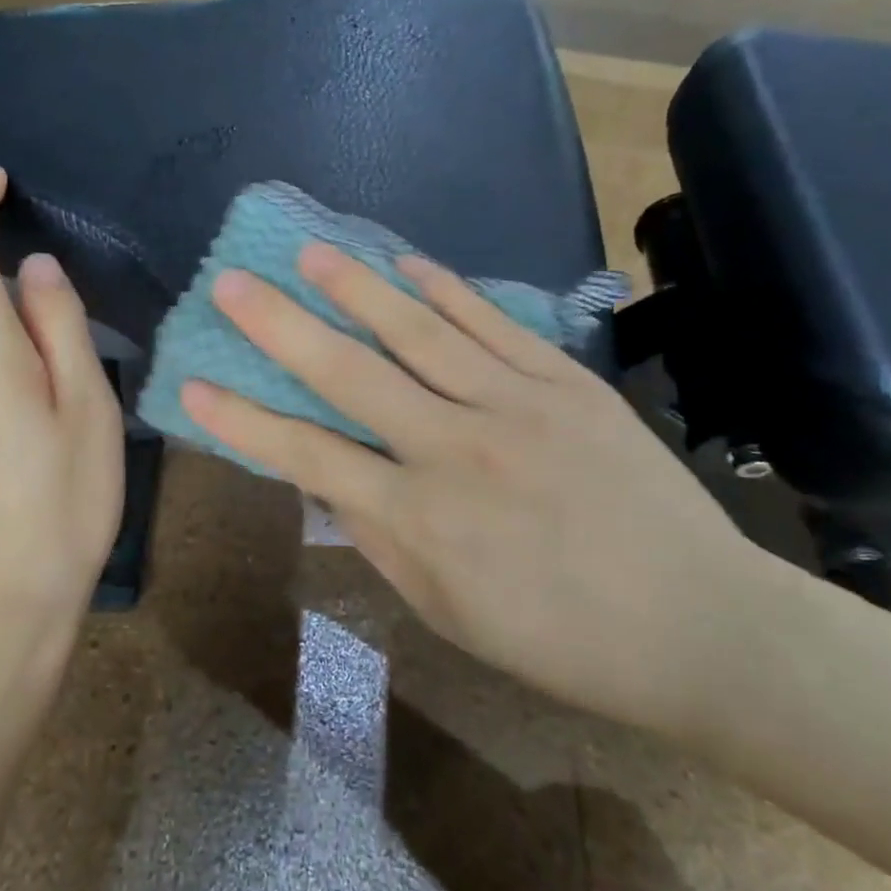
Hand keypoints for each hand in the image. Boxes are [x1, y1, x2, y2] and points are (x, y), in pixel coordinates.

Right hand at [181, 245, 770, 732]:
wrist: (698, 624)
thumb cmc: (558, 638)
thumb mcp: (445, 610)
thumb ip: (379, 537)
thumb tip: (327, 480)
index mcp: (420, 518)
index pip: (306, 455)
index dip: (242, 419)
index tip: (191, 384)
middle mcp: (455, 447)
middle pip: (349, 373)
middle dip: (279, 325)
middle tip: (232, 281)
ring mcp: (515, 404)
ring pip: (417, 330)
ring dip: (355, 286)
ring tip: (309, 251)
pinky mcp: (565, 381)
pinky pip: (492, 323)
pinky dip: (445, 289)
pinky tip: (407, 264)